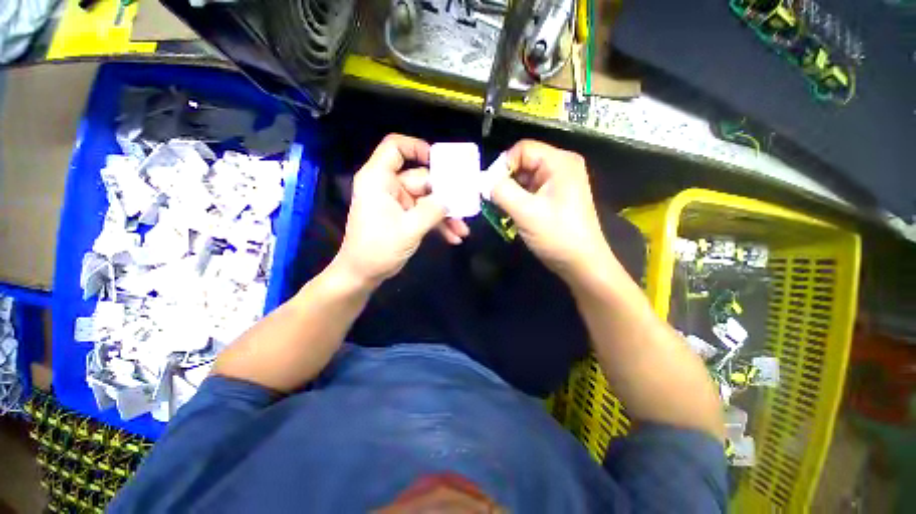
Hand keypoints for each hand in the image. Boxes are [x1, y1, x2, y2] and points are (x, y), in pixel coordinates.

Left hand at [333, 134, 469, 287]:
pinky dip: (438, 224)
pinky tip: (454, 237)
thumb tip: (452, 198)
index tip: (441, 162)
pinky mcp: (403, 217)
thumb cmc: (378, 249)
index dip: (417, 148)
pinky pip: (424, 214)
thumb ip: (433, 210)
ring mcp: (397, 203)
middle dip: (444, 195)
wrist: (363, 275)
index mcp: (379, 180)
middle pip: (421, 179)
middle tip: (465, 205)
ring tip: (462, 230)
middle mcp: (388, 187)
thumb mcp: (409, 229)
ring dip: (445, 214)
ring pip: (427, 200)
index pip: (395, 147)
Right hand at [490, 140, 612, 283]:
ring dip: (510, 193)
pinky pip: (530, 190)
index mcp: (560, 162)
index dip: (503, 165)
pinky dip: (518, 200)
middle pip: (523, 162)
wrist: (581, 263)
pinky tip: (512, 214)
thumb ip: (501, 192)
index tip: (490, 188)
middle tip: (494, 201)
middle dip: (505, 181)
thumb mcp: (526, 212)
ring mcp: (559, 182)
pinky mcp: (555, 197)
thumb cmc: (557, 236)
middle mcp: (561, 166)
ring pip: (525, 178)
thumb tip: (483, 182)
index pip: (522, 149)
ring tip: (502, 210)